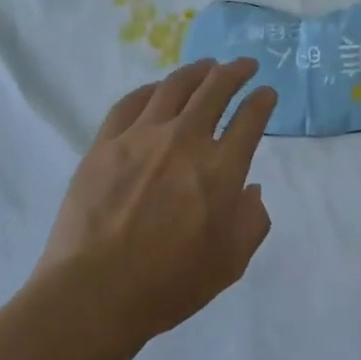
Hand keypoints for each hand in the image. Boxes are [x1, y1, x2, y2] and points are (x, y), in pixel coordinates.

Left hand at [34, 59, 276, 344]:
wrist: (94, 294)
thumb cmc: (169, 285)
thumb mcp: (230, 263)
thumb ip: (252, 221)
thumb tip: (251, 188)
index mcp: (221, 169)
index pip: (250, 119)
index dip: (262, 101)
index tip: (266, 93)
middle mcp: (185, 140)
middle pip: (215, 89)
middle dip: (236, 71)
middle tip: (244, 65)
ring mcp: (142, 136)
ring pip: (175, 86)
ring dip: (197, 71)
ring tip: (207, 66)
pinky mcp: (106, 142)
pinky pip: (131, 102)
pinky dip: (150, 89)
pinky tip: (157, 89)